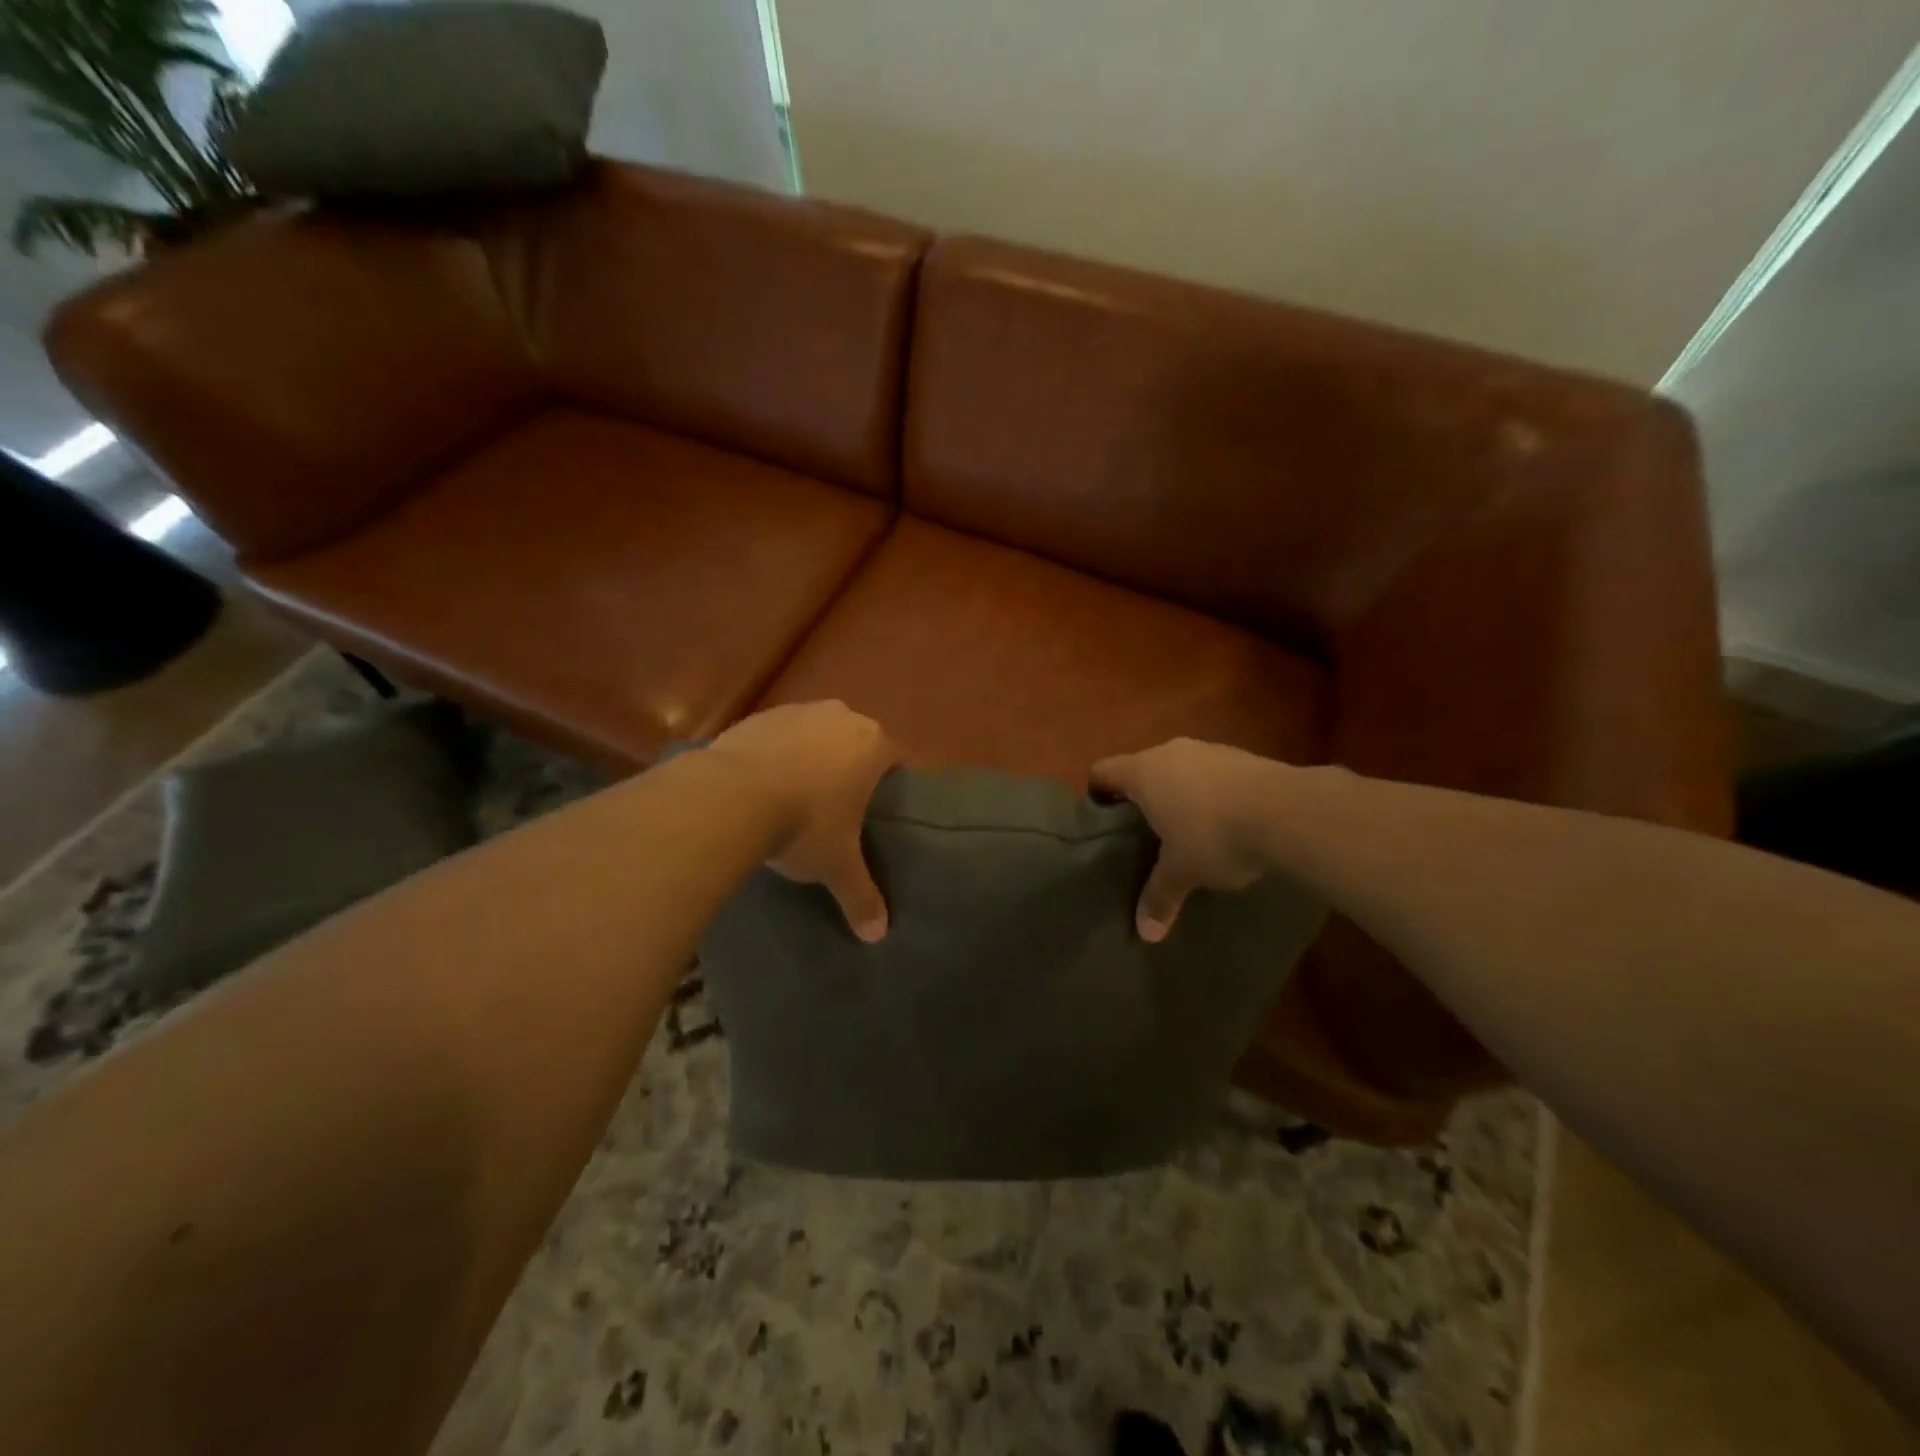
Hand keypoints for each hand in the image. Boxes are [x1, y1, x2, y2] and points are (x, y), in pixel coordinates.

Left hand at [705, 702, 900, 941]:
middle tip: (841, 802)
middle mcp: (840, 717)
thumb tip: (878, 936)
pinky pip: (778, 734)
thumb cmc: (804, 824)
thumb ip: (861, 895)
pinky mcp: (757, 717)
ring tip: (797, 793)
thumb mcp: (836, 865)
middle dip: (851, 764)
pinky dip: (775, 753)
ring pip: (816, 732)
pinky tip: (762, 784)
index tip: (883, 803)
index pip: (897, 754)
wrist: (730, 797)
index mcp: (872, 744)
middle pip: (856, 739)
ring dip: (811, 755)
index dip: (893, 777)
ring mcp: (797, 711)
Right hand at [1090, 738, 1279, 941]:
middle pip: (1141, 768)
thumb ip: (1159, 897)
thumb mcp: (1182, 872)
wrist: (1288, 811)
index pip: (1102, 771)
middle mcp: (1170, 752)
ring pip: (1179, 768)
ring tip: (1188, 829)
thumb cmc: (1214, 836)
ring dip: (1179, 792)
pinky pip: (1212, 773)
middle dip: (1141, 797)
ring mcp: (1209, 750)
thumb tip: (1146, 934)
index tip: (1102, 820)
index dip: (1097, 793)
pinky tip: (1228, 821)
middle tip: (1144, 832)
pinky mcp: (1243, 756)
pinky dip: (1211, 792)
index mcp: (1142, 773)